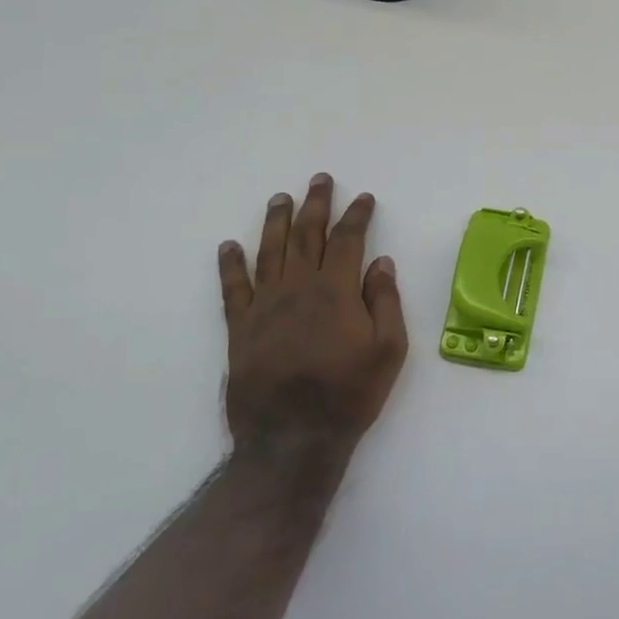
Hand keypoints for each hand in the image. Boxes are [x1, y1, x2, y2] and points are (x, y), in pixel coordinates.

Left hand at [217, 173, 408, 449]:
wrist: (293, 439)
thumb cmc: (350, 393)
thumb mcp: (389, 349)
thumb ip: (385, 301)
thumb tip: (381, 262)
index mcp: (336, 291)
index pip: (348, 240)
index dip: (357, 215)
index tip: (364, 198)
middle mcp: (298, 288)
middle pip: (306, 235)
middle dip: (315, 204)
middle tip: (319, 180)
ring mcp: (264, 307)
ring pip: (269, 252)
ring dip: (275, 221)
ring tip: (280, 197)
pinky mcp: (240, 329)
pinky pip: (232, 289)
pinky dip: (230, 265)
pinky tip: (229, 246)